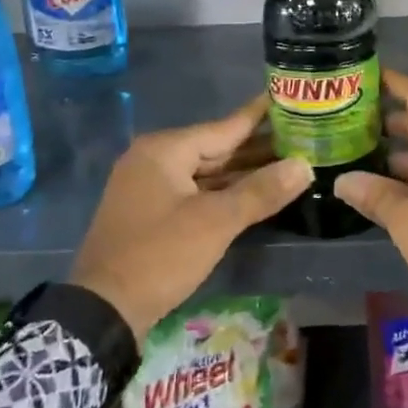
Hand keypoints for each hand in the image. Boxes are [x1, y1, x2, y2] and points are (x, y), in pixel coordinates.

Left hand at [70, 96, 311, 340]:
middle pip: (216, 148)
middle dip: (257, 147)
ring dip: (243, 172)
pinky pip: (195, 191)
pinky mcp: (151, 212)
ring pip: (206, 172)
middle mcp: (154, 159)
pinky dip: (223, 192)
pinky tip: (253, 194)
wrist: (102, 310)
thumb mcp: (215, 222)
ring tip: (287, 163)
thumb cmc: (160, 255)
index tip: (288, 97)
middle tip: (301, 136)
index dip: (259, 115)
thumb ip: (260, 191)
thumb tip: (304, 166)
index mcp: (165, 150)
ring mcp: (149, 186)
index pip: (224, 127)